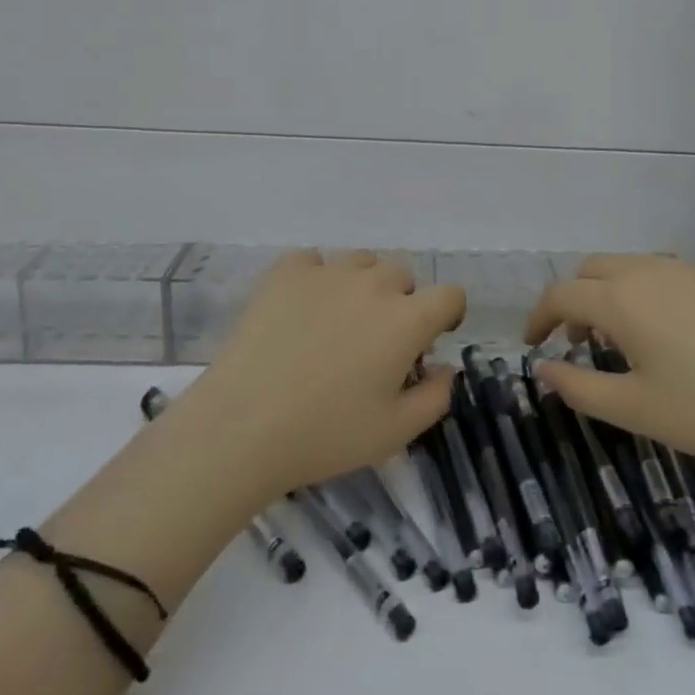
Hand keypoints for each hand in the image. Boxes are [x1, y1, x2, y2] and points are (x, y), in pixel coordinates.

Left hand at [179, 249, 464, 500]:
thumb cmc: (327, 434)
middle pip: (402, 275)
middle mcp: (372, 284)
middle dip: (401, 303)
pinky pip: (314, 261)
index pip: (450, 294)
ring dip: (362, 286)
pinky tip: (301, 309)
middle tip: (376, 342)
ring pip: (361, 263)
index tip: (430, 339)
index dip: (447, 314)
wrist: (244, 425)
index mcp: (406, 320)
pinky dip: (316, 278)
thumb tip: (444, 367)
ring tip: (337, 323)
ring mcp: (327, 272)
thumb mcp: (396, 432)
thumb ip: (435, 396)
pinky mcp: (286, 272)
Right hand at [523, 254, 694, 477]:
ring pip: (633, 265)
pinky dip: (651, 292)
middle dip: (574, 299)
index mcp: (621, 299)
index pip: (560, 294)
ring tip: (625, 336)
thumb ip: (579, 387)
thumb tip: (543, 367)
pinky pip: (672, 273)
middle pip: (593, 269)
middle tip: (579, 342)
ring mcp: (693, 270)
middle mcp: (651, 270)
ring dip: (612, 292)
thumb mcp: (636, 410)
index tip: (534, 346)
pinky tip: (677, 333)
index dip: (538, 318)